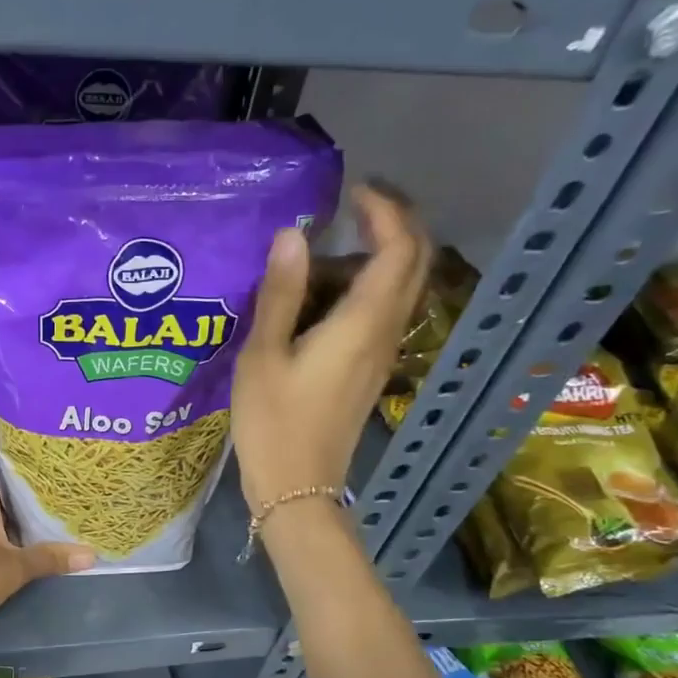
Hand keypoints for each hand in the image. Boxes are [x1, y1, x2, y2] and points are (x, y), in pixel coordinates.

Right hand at [232, 182, 430, 511]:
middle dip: (395, 222)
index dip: (386, 209)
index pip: (399, 247)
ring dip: (377, 255)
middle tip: (353, 204)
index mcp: (362, 323)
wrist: (297, 487)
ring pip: (400, 288)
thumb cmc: (273, 422)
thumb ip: (281, 293)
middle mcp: (385, 333)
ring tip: (324, 248)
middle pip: (414, 263)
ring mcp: (382, 354)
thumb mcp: (264, 355)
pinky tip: (322, 295)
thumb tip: (294, 234)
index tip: (352, 190)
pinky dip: (365, 287)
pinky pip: (382, 313)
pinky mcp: (370, 371)